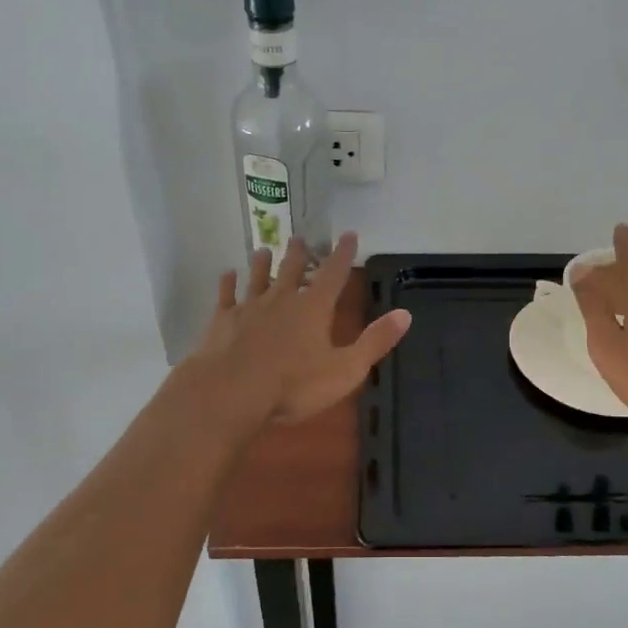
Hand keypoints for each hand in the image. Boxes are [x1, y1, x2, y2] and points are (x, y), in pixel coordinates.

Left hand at [192, 232, 411, 424]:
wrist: (231, 393)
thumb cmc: (293, 385)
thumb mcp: (345, 369)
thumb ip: (374, 341)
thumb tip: (406, 314)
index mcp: (314, 308)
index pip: (333, 274)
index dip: (343, 254)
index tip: (348, 234)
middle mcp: (282, 299)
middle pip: (292, 270)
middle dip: (298, 253)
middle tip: (299, 238)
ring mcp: (249, 308)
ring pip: (257, 278)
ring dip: (262, 263)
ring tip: (263, 250)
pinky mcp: (222, 322)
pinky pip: (226, 297)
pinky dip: (227, 284)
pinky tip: (226, 275)